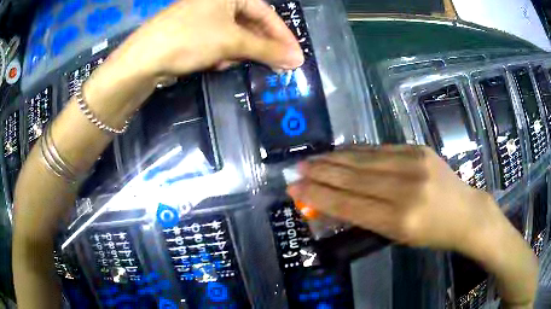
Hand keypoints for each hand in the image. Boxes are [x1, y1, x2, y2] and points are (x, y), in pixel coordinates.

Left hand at [111, 0, 303, 78]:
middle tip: (275, 65)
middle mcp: (218, 2)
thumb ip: (266, 49)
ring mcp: (204, 16)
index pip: (266, 13)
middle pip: (251, 24)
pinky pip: (219, 41)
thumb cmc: (190, 39)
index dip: (282, 36)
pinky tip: (217, 63)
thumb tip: (296, 59)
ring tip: (235, 63)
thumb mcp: (231, 41)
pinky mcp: (194, 32)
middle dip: (260, 46)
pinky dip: (223, 53)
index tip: (295, 56)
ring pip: (235, 34)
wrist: (144, 59)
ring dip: (239, 51)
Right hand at [287, 145, 495, 249]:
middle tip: (296, 169)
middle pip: (353, 178)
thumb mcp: (398, 236)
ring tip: (312, 159)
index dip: (318, 196)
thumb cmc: (432, 233)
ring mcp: (413, 163)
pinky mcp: (418, 149)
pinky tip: (341, 152)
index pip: (349, 204)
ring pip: (363, 159)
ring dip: (333, 159)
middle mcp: (405, 189)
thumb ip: (366, 217)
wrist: (465, 212)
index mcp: (399, 220)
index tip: (295, 189)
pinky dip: (356, 152)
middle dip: (320, 173)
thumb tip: (334, 202)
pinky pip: (379, 149)